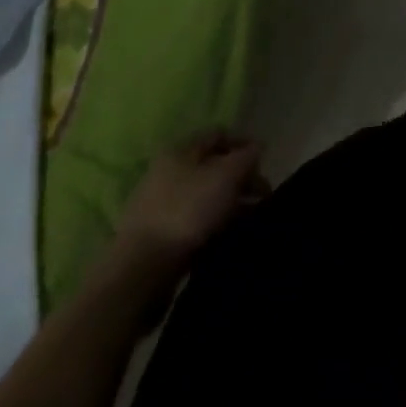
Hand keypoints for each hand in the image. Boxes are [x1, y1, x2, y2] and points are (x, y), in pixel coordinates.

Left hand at [113, 130, 266, 272]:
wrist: (141, 272)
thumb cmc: (187, 210)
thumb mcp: (227, 175)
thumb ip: (247, 157)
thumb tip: (257, 148)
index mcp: (180, 150)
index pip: (219, 134)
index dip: (245, 144)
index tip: (264, 163)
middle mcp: (168, 172)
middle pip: (214, 168)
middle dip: (241, 179)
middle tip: (262, 197)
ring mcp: (161, 207)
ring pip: (206, 198)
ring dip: (230, 205)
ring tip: (251, 221)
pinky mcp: (159, 239)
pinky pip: (195, 224)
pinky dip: (214, 227)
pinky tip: (229, 238)